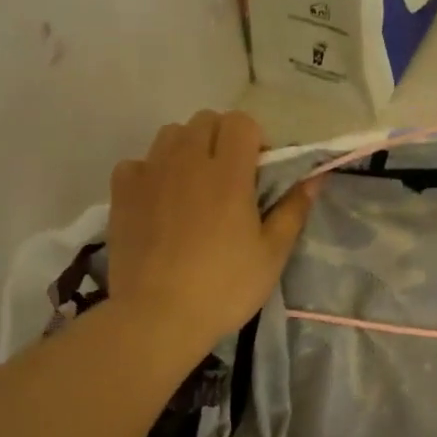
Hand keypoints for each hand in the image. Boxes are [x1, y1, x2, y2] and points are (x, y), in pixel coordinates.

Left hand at [107, 111, 313, 362]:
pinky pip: (138, 162)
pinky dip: (152, 173)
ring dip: (188, 151)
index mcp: (228, 173)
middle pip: (205, 121)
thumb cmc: (225, 287)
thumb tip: (314, 178)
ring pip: (171, 135)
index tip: (258, 174)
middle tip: (230, 182)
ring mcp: (150, 173)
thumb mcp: (272, 254)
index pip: (241, 122)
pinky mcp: (121, 192)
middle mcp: (187, 161)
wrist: (158, 316)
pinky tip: (160, 203)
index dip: (254, 141)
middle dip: (222, 141)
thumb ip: (293, 210)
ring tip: (194, 190)